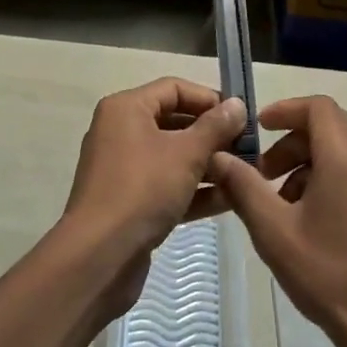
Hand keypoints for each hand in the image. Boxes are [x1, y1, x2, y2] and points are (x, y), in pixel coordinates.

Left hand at [59, 78, 247, 317]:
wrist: (99, 258)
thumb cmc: (143, 189)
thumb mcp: (186, 153)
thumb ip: (215, 126)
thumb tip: (237, 104)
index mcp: (127, 108)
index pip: (174, 88)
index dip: (209, 98)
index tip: (241, 116)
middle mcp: (121, 132)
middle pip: (174, 122)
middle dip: (212, 134)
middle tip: (247, 146)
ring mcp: (124, 169)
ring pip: (173, 156)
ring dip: (208, 164)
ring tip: (244, 173)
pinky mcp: (129, 202)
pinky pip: (166, 185)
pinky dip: (193, 189)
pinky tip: (228, 200)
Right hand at [207, 96, 346, 346]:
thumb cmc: (331, 275)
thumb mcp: (275, 232)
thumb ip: (244, 187)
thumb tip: (218, 156)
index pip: (317, 107)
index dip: (284, 110)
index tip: (257, 130)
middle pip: (328, 125)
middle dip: (290, 141)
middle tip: (261, 173)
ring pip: (342, 147)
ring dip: (307, 160)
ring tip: (280, 201)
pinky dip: (328, 175)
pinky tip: (308, 217)